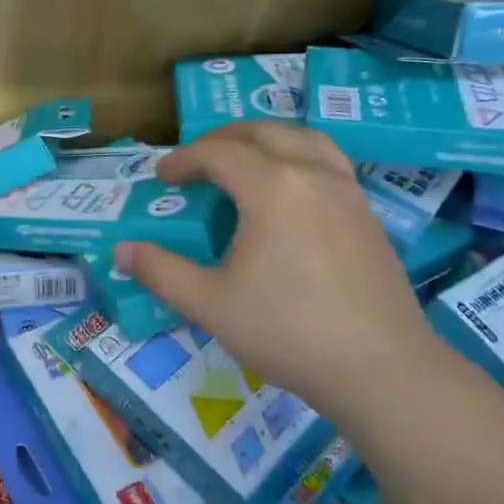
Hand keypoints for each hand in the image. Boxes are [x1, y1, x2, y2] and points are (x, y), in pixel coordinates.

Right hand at [115, 122, 451, 428]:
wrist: (381, 370)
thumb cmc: (288, 331)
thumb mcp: (210, 305)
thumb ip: (161, 272)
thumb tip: (121, 250)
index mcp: (273, 188)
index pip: (219, 153)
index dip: (184, 159)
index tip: (162, 177)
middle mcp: (314, 175)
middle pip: (264, 133)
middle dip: (223, 138)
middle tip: (196, 160)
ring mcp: (349, 193)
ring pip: (305, 139)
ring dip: (266, 140)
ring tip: (244, 160)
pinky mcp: (368, 216)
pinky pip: (328, 163)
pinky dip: (297, 158)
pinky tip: (288, 195)